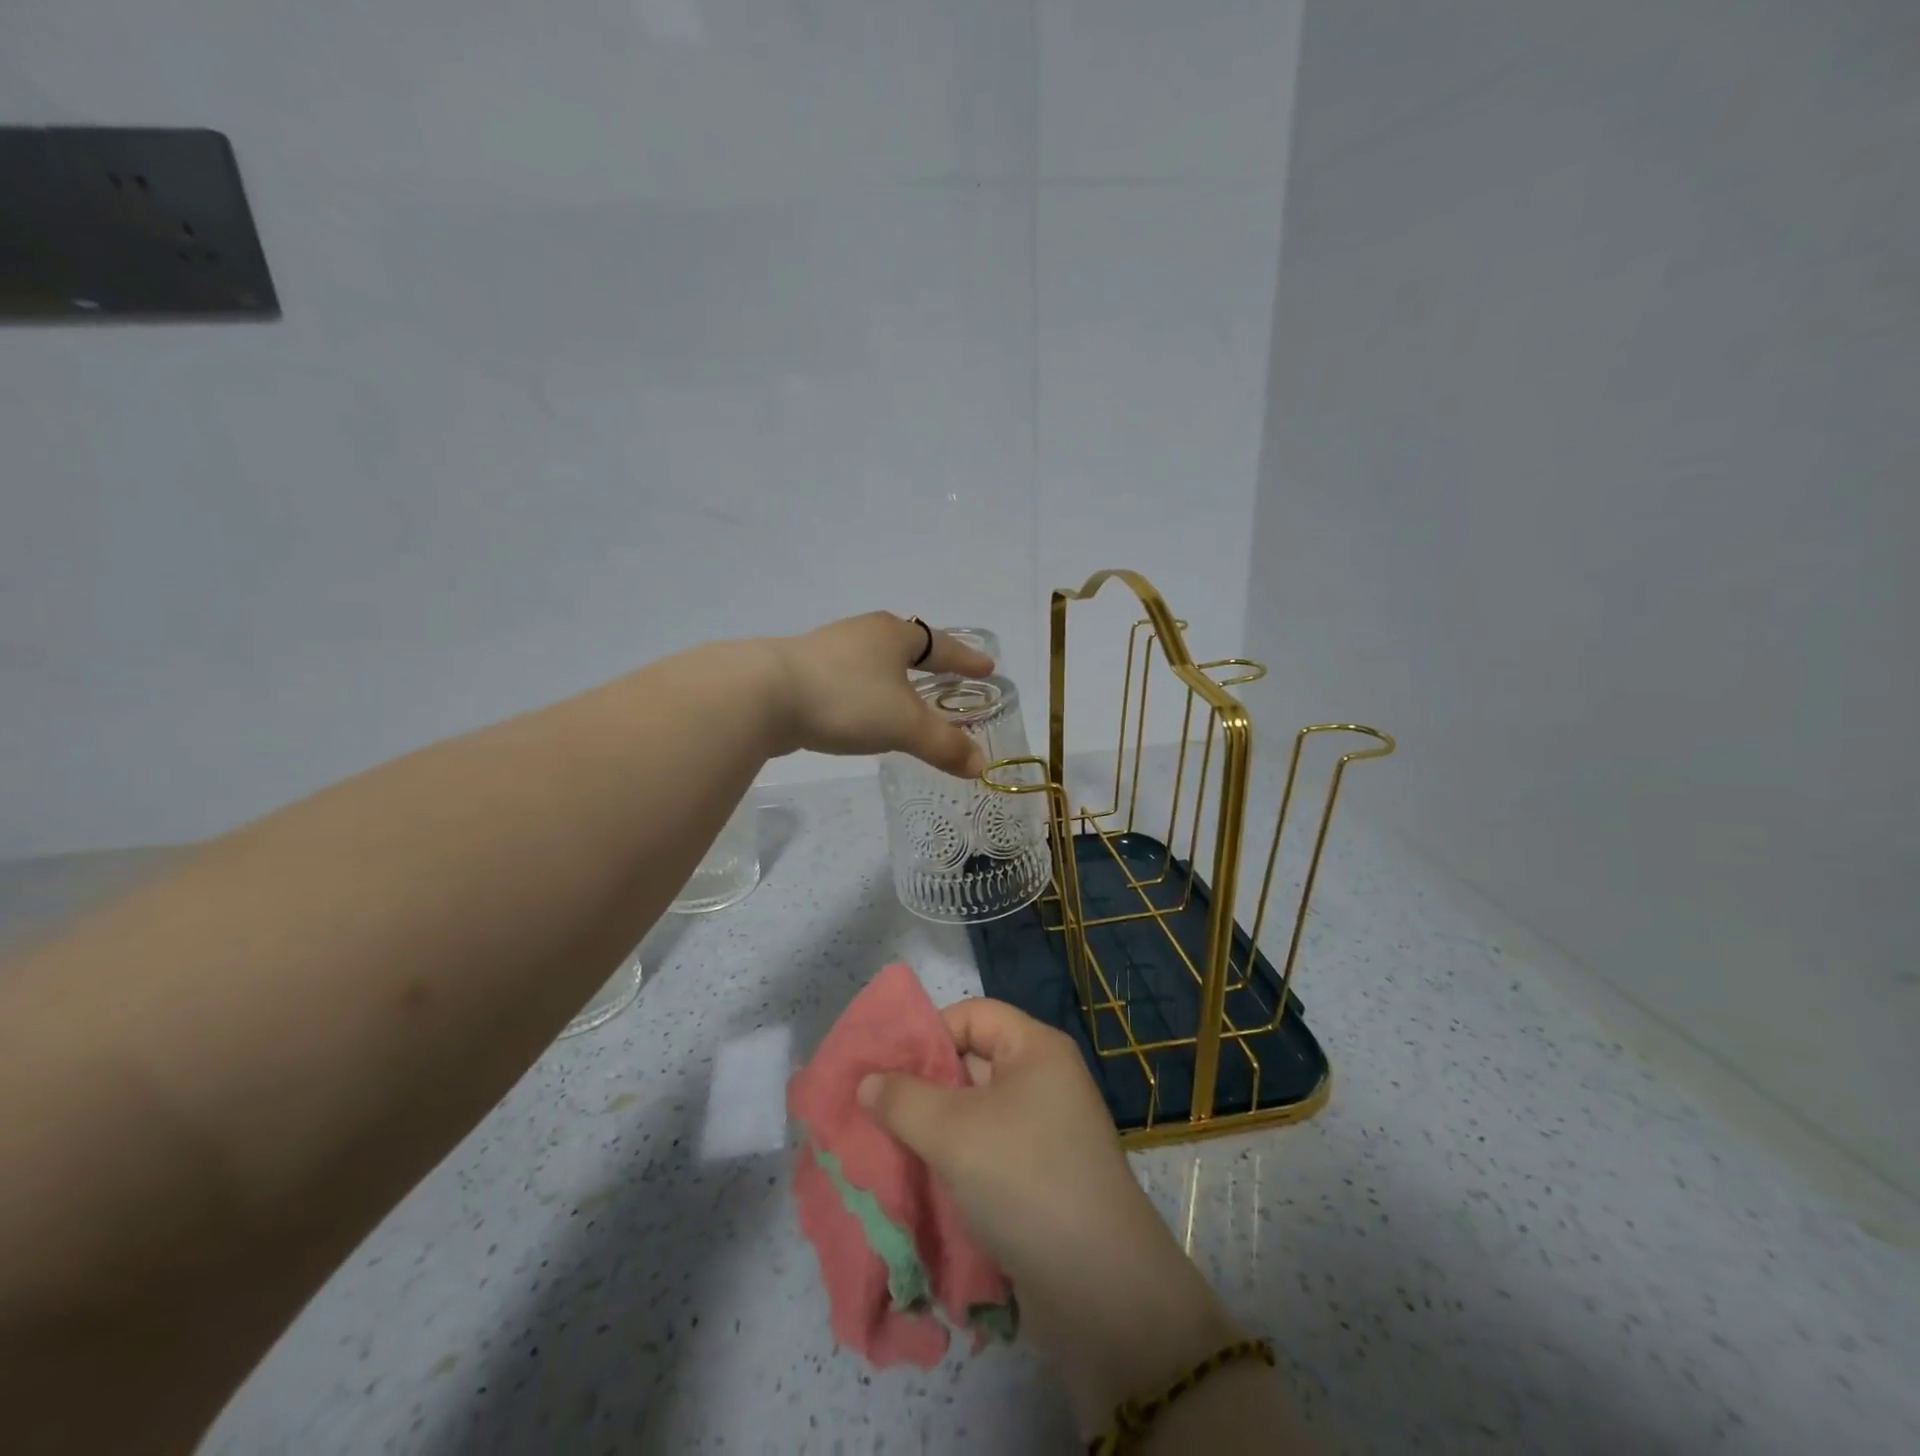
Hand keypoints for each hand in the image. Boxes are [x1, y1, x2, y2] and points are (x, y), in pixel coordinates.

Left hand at [765, 613, 995, 775]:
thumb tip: (979, 765)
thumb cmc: (847, 699)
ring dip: (895, 679)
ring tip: (908, 699)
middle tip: (949, 679)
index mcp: (894, 635)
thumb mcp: (905, 725)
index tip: (987, 668)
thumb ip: (944, 745)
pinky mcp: (803, 671)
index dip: (966, 659)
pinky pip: (850, 679)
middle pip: (907, 647)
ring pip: (875, 663)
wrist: (763, 696)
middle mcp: (864, 634)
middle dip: (930, 664)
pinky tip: (863, 713)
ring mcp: (829, 650)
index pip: (942, 645)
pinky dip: (867, 694)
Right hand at [858, 999, 1241, 1434]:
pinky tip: (918, 1181)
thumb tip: (867, 1081)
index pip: (971, 1015)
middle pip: (971, 1063)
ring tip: (885, 1146)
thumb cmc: (1025, 1181)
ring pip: (975, 1113)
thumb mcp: (953, 1132)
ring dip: (932, 1129)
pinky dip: (953, 1161)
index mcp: (1036, 1049)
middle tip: (873, 1109)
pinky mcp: (1039, 1176)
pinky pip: (986, 1151)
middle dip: (922, 1085)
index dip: (927, 1033)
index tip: (883, 1067)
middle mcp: (1044, 1081)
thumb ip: (902, 1100)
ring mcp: (1044, 1131)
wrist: (1101, 1291)